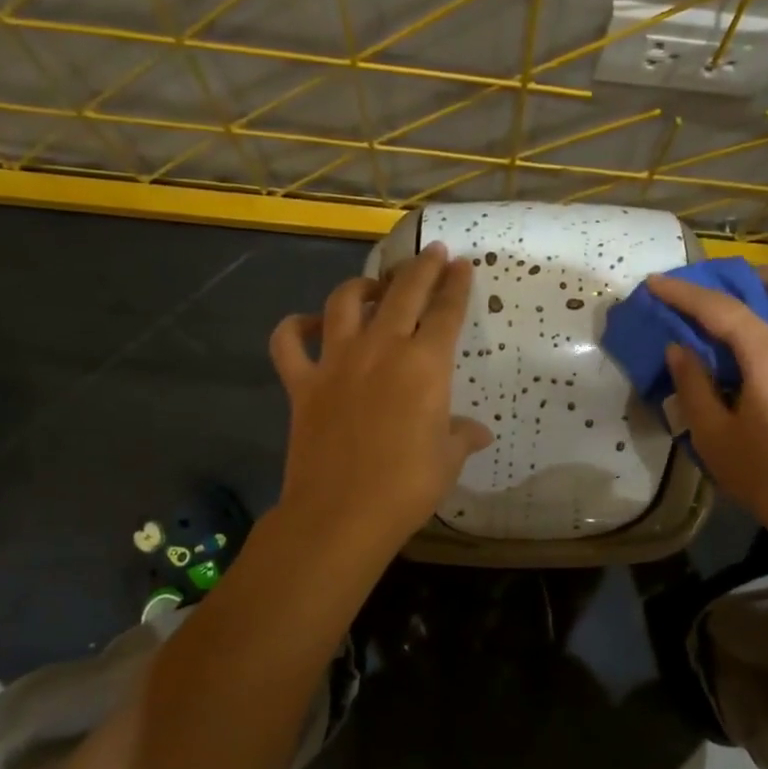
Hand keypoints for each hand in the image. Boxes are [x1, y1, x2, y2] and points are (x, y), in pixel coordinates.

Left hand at [269, 243, 491, 555]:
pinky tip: (309, 324)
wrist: (341, 513)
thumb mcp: (447, 460)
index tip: (462, 265)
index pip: (446, 312)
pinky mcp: (302, 382)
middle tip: (432, 254)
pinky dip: (295, 327)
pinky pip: (289, 342)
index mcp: (425, 365)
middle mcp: (381, 349)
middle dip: (421, 268)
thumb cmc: (406, 487)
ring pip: (345, 302)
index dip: (457, 286)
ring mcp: (336, 361)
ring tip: (374, 286)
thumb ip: (462, 436)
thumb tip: (478, 432)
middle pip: (403, 292)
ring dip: (362, 286)